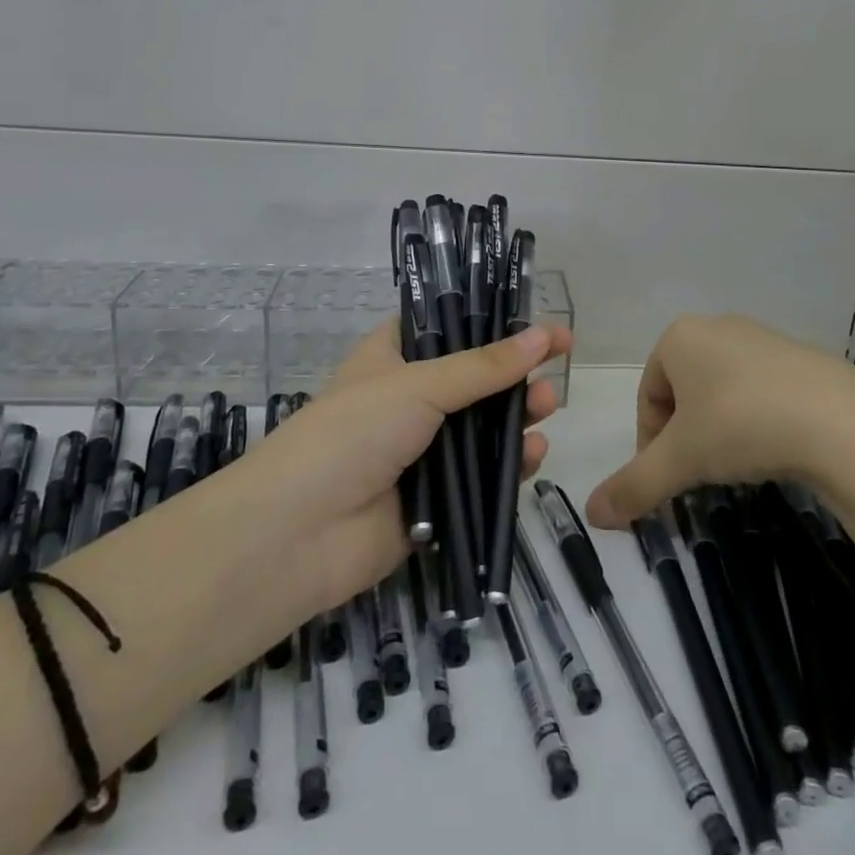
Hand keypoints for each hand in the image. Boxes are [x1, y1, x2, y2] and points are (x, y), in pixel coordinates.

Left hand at [257, 319, 567, 613]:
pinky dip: (510, 466)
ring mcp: (421, 452)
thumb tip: (544, 334)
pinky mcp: (435, 502)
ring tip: (548, 407)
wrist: (298, 534)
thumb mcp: (420, 385)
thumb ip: (485, 366)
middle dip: (514, 372)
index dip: (490, 321)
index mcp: (392, 358)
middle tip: (556, 363)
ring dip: (518, 416)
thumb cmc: (354, 432)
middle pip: (473, 379)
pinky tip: (535, 455)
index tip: (536, 320)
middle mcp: (408, 400)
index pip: (446, 327)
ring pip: (482, 429)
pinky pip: (481, 478)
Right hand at [584, 314, 854, 527]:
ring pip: (722, 389)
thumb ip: (633, 485)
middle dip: (685, 434)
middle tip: (700, 473)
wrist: (840, 423)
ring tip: (738, 463)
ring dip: (719, 426)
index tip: (668, 478)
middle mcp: (716, 326)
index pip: (648, 394)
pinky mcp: (801, 355)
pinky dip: (757, 418)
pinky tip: (775, 447)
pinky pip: (761, 388)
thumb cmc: (741, 425)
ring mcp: (762, 337)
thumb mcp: (680, 460)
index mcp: (679, 337)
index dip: (649, 442)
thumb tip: (592, 513)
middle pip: (683, 390)